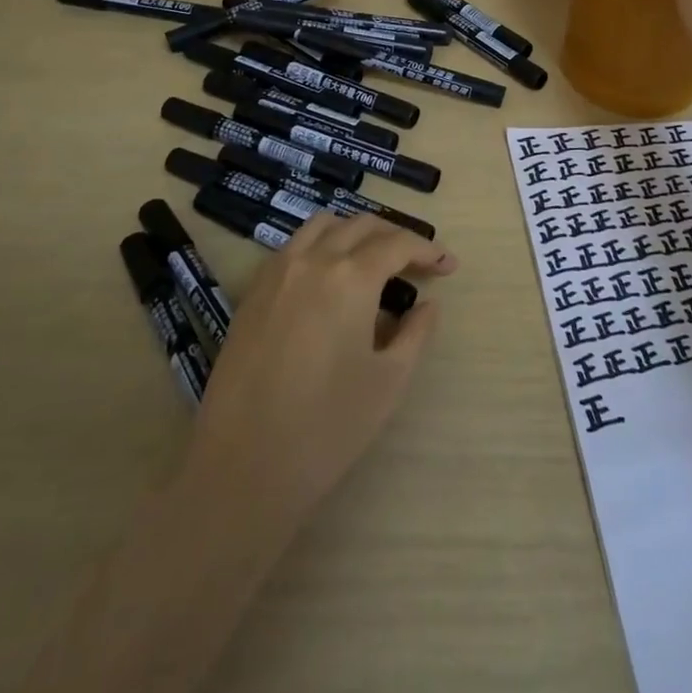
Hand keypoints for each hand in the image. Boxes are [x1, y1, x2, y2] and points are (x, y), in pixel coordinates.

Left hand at [179, 214, 455, 531]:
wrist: (243, 466)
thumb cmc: (327, 427)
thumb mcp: (388, 382)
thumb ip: (415, 333)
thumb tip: (428, 305)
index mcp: (351, 277)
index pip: (397, 244)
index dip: (428, 251)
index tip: (449, 266)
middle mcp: (312, 260)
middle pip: (361, 226)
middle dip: (395, 237)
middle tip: (416, 264)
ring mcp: (276, 272)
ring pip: (322, 226)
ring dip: (355, 232)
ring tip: (373, 261)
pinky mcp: (252, 292)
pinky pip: (293, 247)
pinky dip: (321, 246)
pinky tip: (330, 280)